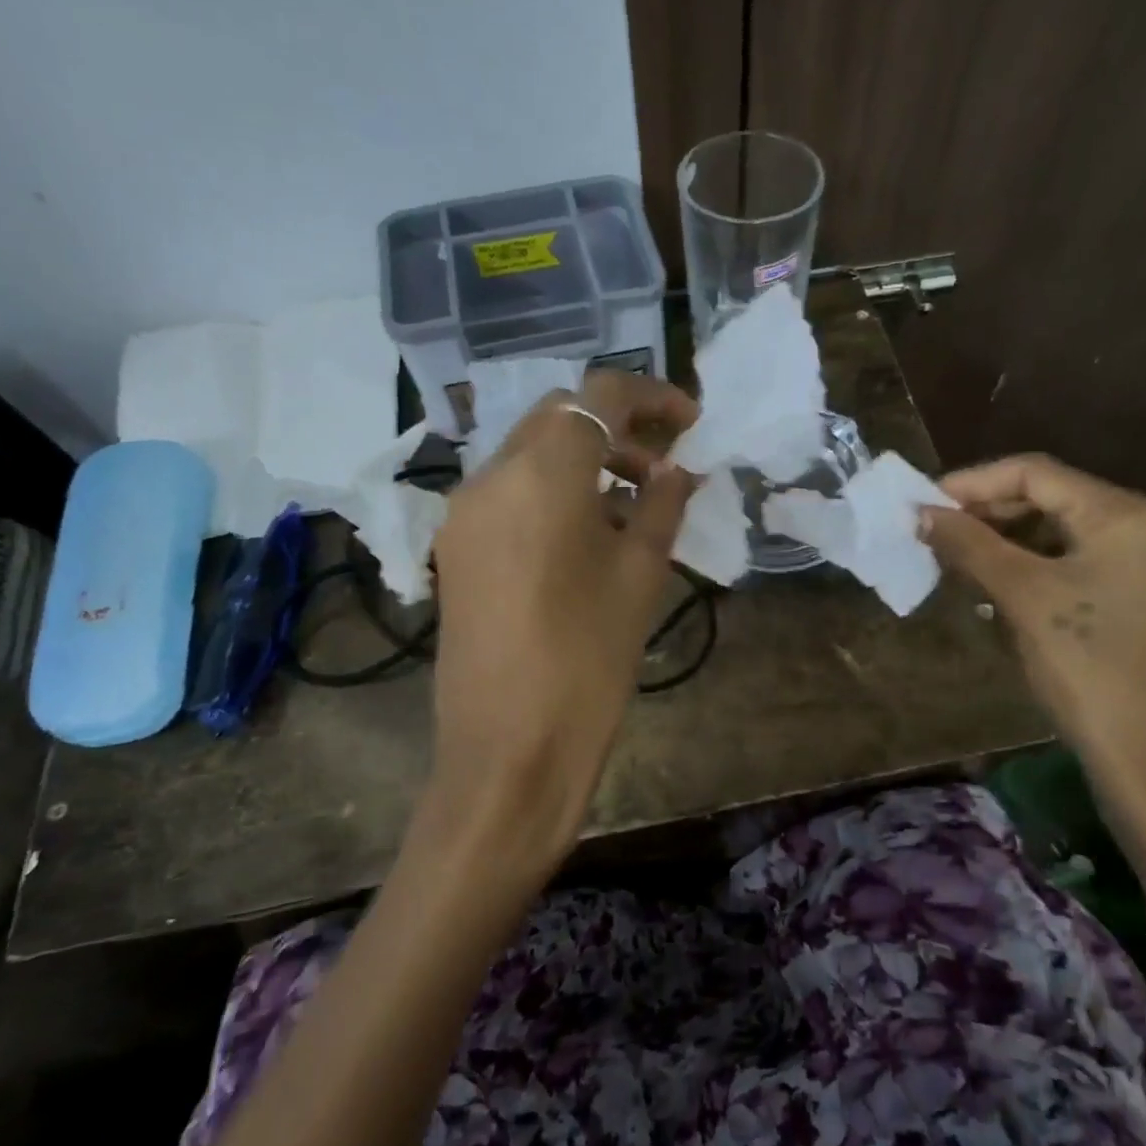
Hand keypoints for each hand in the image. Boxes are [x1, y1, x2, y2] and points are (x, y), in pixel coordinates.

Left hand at [420, 370, 697, 890]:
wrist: (510, 749)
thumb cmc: (589, 659)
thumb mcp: (640, 575)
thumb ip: (662, 506)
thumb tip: (675, 471)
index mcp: (543, 474)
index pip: (598, 396)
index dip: (651, 397)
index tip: (689, 422)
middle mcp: (491, 476)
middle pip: (558, 417)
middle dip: (615, 427)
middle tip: (664, 463)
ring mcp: (464, 512)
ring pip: (530, 452)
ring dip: (583, 458)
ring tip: (633, 502)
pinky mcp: (455, 547)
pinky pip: (509, 492)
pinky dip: (552, 490)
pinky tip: (585, 533)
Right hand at [921, 454, 1145, 775]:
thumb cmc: (1086, 666)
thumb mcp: (1023, 596)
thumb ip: (970, 545)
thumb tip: (921, 512)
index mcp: (1126, 515)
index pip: (1036, 473)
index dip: (973, 483)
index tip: (924, 504)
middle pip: (1052, 498)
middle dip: (989, 513)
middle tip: (936, 533)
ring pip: (1063, 532)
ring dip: (1007, 541)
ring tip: (959, 560)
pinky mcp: (1144, 598)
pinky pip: (1079, 563)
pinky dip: (1034, 566)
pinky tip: (998, 588)